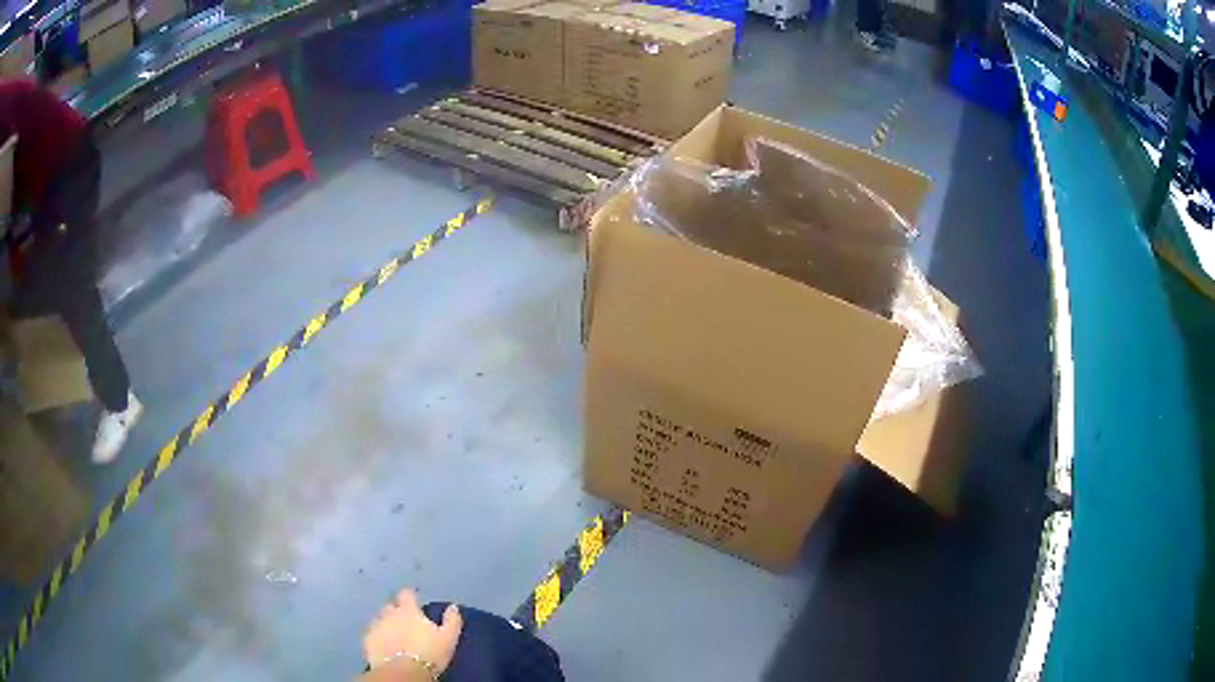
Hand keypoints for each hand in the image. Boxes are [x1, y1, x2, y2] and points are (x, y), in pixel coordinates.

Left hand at [363, 589, 462, 676]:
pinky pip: (372, 633)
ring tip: (392, 634)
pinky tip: (383, 645)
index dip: (410, 595)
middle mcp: (389, 613)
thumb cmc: (428, 653)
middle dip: (395, 610)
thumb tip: (453, 607)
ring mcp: (376, 626)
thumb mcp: (448, 638)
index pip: (407, 594)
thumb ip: (451, 621)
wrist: (403, 671)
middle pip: (390, 605)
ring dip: (385, 623)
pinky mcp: (368, 639)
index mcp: (408, 610)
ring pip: (379, 619)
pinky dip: (377, 636)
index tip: (414, 599)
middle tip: (404, 620)